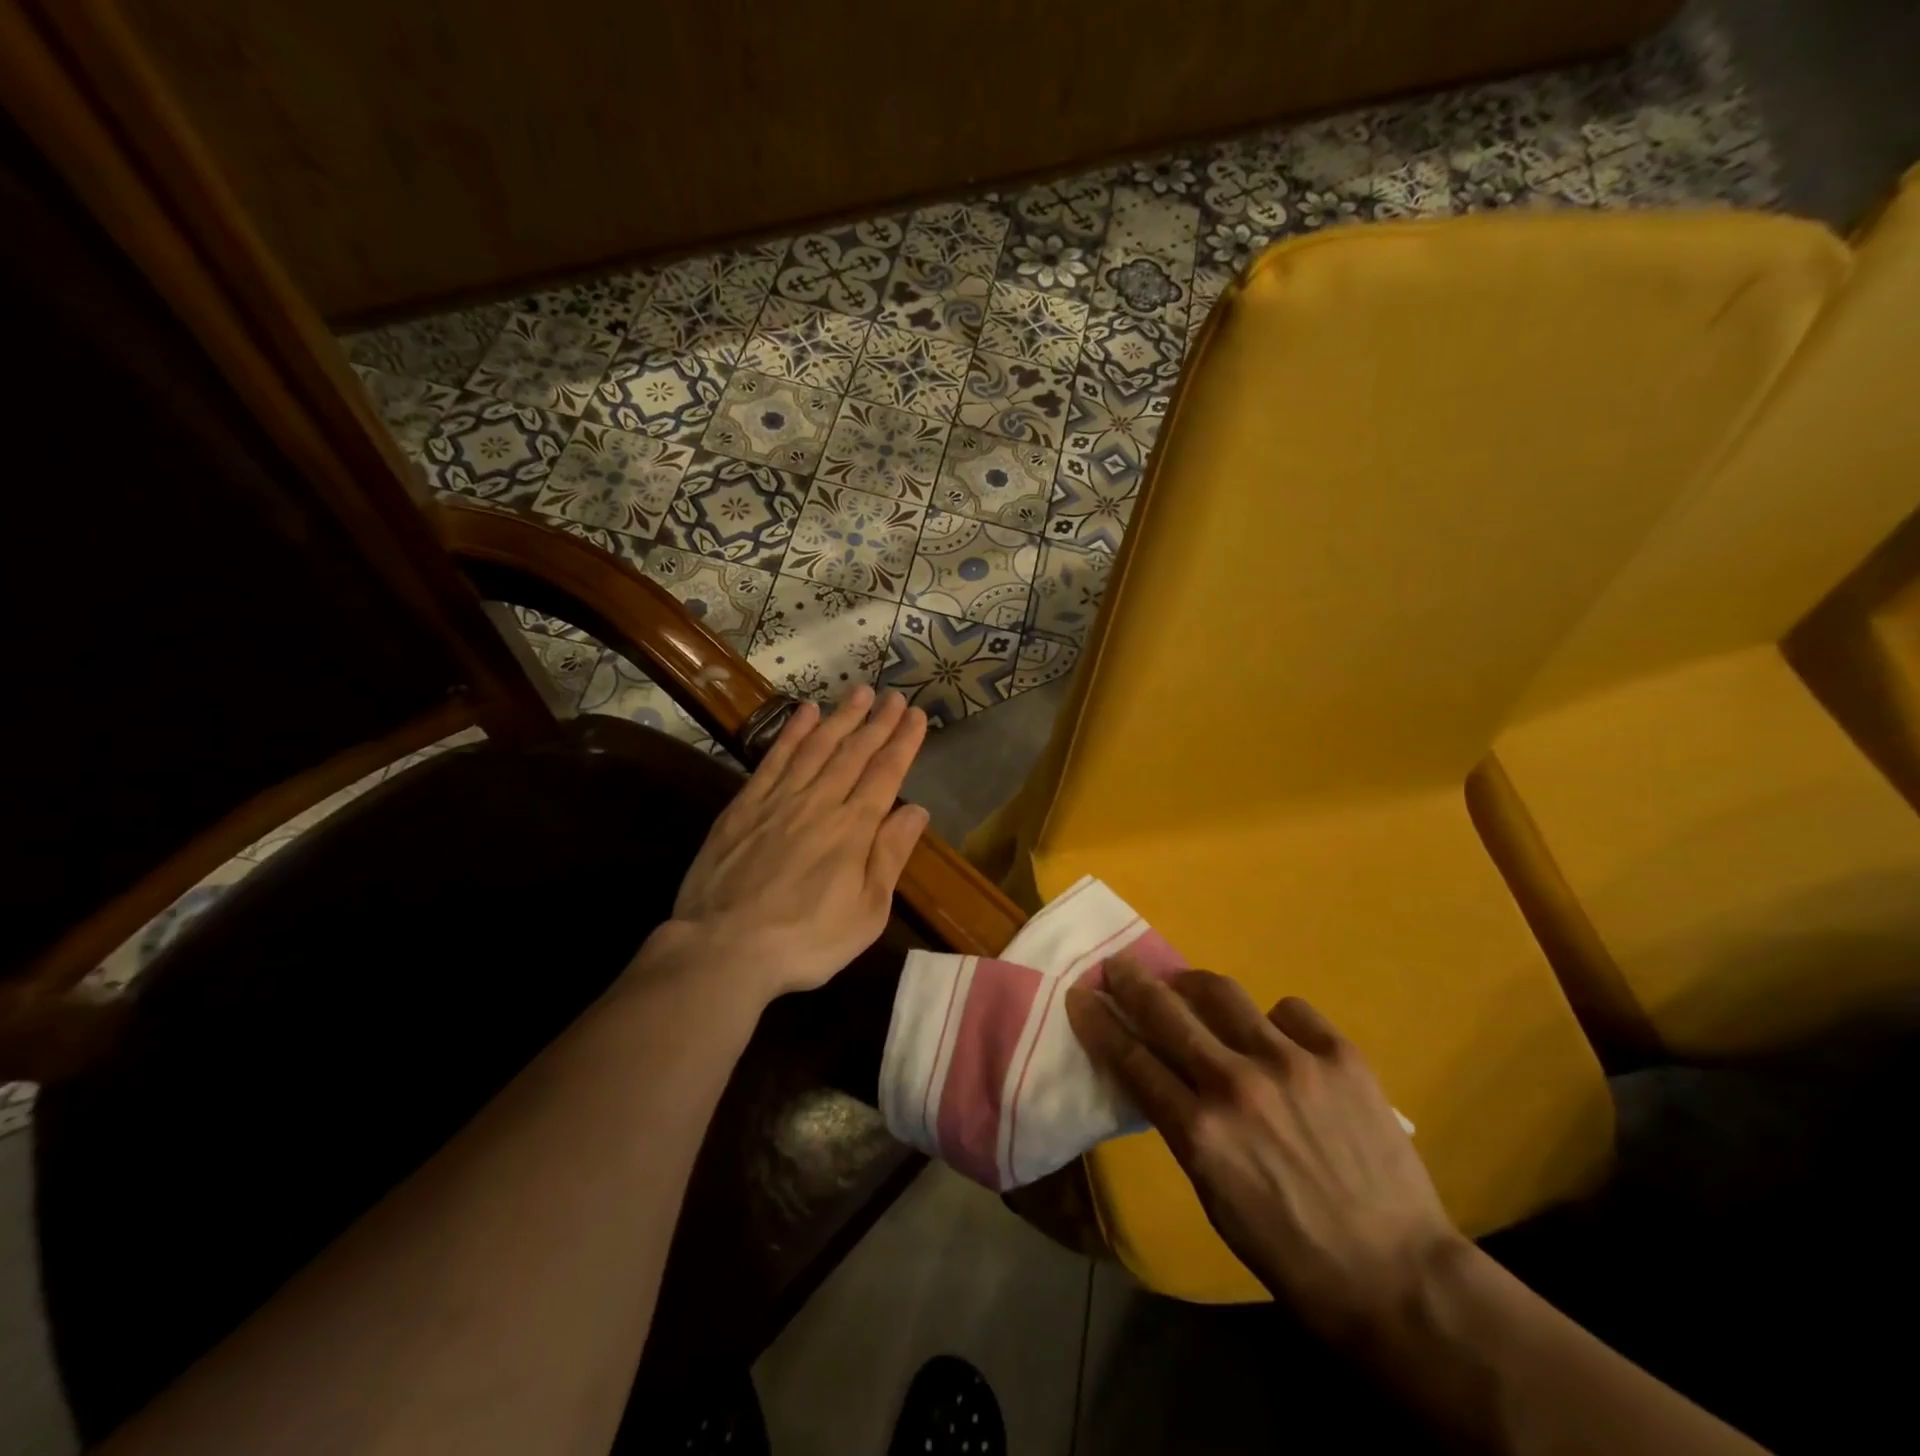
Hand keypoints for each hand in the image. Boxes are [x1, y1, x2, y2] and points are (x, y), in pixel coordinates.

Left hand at [651, 686, 929, 1002]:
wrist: (724, 948)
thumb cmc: (806, 941)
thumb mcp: (866, 912)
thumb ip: (890, 856)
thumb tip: (917, 810)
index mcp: (854, 829)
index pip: (886, 773)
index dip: (903, 742)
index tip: (917, 715)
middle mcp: (820, 802)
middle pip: (854, 753)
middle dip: (878, 722)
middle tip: (894, 696)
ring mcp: (779, 799)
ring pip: (817, 747)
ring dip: (841, 718)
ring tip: (859, 692)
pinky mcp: (745, 805)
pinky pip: (774, 758)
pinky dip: (793, 732)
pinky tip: (806, 713)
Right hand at [1066, 958, 1464, 1345]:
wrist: (1397, 1274)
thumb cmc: (1290, 1251)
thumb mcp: (1213, 1194)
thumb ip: (1183, 1126)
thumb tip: (1161, 1076)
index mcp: (1200, 1132)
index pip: (1132, 1059)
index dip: (1100, 1022)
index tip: (1081, 997)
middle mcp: (1237, 1084)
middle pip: (1166, 1012)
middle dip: (1131, 982)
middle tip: (1118, 965)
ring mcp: (1291, 1062)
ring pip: (1222, 992)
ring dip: (1193, 985)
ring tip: (1187, 985)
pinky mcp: (1338, 1054)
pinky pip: (1288, 1010)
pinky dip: (1273, 1020)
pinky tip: (1279, 1040)